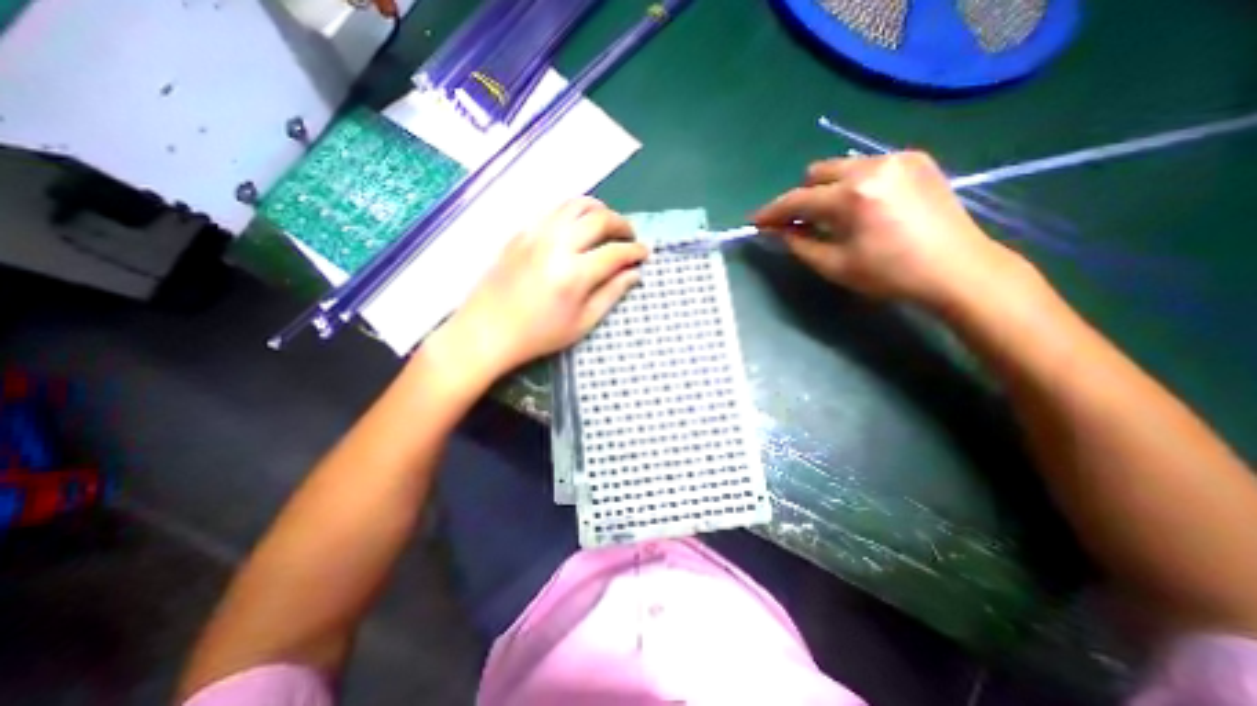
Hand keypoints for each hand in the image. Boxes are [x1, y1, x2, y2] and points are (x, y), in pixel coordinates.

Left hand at [430, 200, 647, 382]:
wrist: (487, 330)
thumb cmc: (538, 335)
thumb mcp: (582, 323)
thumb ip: (610, 294)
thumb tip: (634, 274)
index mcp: (574, 274)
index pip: (615, 252)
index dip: (635, 251)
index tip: (645, 254)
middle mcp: (556, 245)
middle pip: (598, 219)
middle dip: (621, 224)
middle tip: (629, 236)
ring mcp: (535, 234)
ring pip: (575, 205)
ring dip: (598, 210)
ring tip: (607, 224)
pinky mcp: (521, 232)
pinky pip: (553, 210)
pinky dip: (573, 211)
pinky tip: (577, 225)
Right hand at [757, 152, 1030, 311]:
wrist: (958, 269)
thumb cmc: (890, 275)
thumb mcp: (834, 266)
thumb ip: (798, 244)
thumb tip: (777, 231)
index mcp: (852, 196)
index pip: (797, 199)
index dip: (772, 211)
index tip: (755, 221)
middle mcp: (872, 166)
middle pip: (816, 173)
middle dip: (801, 197)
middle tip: (798, 223)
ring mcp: (897, 159)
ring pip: (841, 167)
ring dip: (826, 190)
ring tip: (832, 216)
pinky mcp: (916, 160)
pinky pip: (867, 166)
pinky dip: (852, 184)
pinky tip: (861, 207)